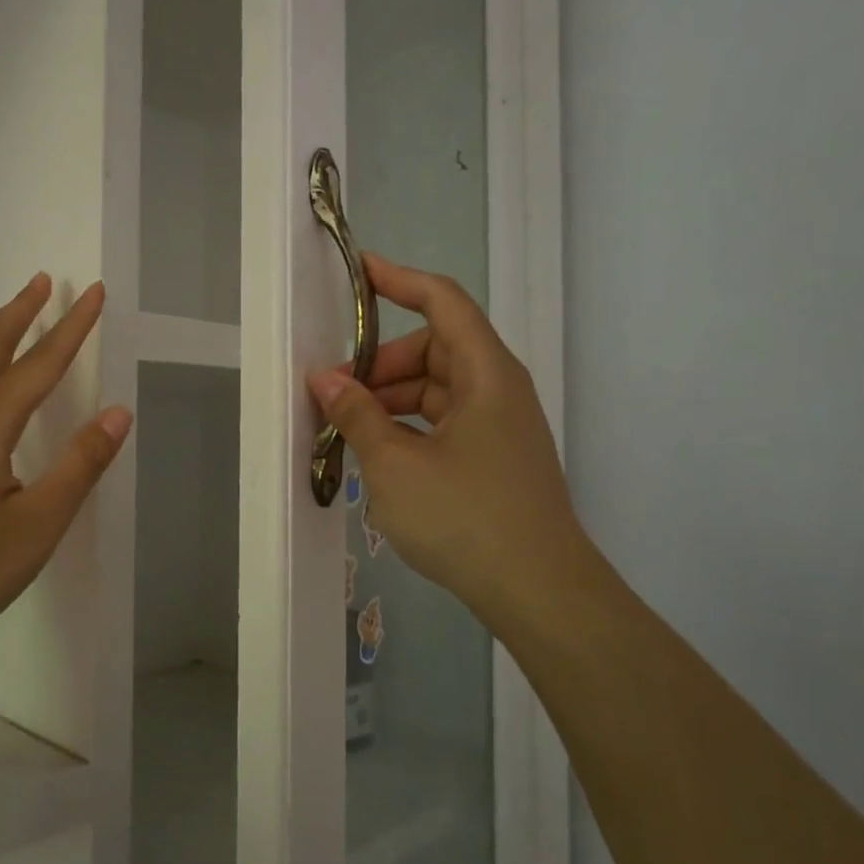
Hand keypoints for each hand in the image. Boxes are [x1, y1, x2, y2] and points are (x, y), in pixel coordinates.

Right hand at [308, 255, 587, 630]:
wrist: (538, 592)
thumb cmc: (465, 516)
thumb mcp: (395, 463)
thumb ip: (357, 415)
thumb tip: (325, 380)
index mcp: (485, 373)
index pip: (442, 302)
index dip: (400, 280)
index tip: (359, 271)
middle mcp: (497, 390)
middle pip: (434, 348)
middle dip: (380, 362)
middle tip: (334, 392)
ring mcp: (499, 427)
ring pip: (436, 388)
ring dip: (390, 398)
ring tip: (347, 428)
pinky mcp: (494, 459)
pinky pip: (443, 422)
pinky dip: (408, 426)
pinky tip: (378, 455)